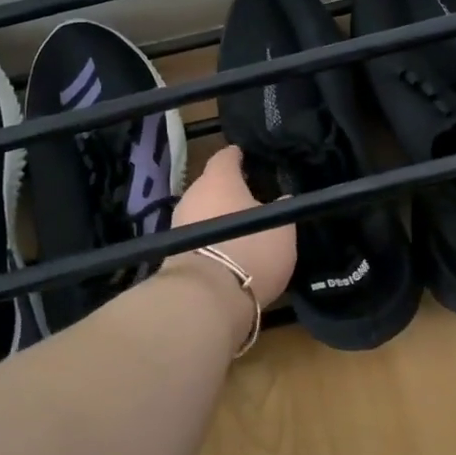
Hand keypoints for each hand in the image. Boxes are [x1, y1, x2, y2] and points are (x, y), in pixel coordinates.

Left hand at [168, 145, 295, 307]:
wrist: (205, 298)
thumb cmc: (250, 250)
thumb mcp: (281, 229)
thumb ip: (281, 208)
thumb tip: (282, 198)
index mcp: (218, 179)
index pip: (226, 156)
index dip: (238, 156)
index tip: (249, 158)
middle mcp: (193, 194)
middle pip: (211, 184)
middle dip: (229, 190)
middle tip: (252, 197)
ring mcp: (178, 223)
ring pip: (202, 211)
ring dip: (218, 216)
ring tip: (241, 227)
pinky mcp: (173, 251)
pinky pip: (197, 235)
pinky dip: (210, 238)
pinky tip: (226, 250)